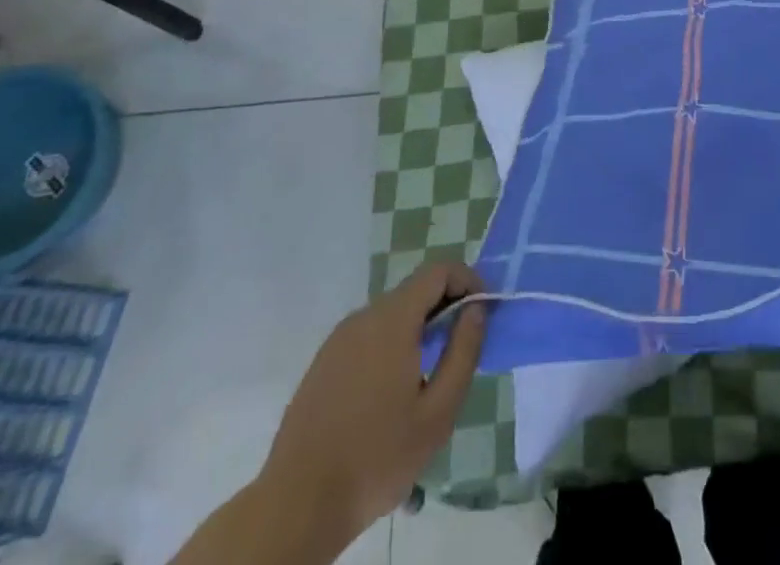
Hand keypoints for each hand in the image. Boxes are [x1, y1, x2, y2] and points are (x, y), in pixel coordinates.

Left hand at [258, 262, 488, 549]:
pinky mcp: (323, 363)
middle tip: (461, 346)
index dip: (466, 280)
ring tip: (430, 374)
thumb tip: (476, 308)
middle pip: (414, 291)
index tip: (483, 309)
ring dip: (418, 327)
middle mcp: (363, 317)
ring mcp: (338, 339)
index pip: (438, 271)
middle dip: (445, 306)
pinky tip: (392, 392)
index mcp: (392, 320)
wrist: (296, 507)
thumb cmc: (376, 459)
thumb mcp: (437, 412)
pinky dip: (391, 344)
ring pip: (390, 314)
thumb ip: (463, 351)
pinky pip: (367, 336)